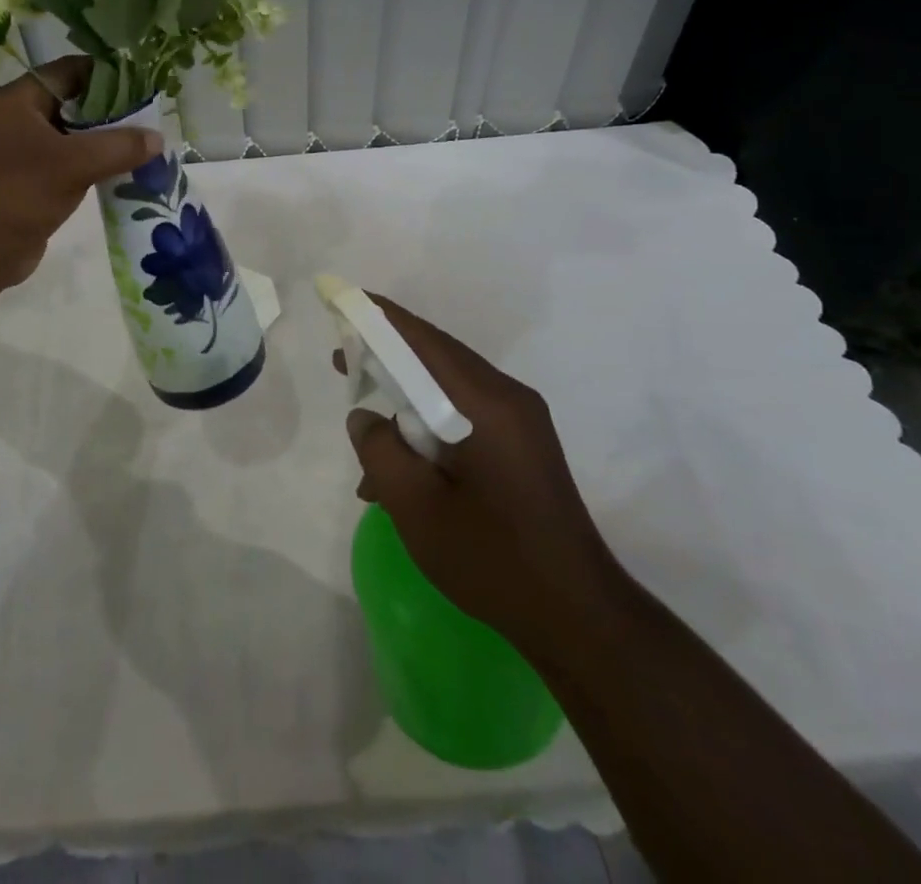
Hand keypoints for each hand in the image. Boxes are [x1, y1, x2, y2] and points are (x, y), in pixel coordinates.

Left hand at [0, 56, 161, 289]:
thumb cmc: (17, 193)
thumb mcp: (74, 164)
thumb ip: (119, 147)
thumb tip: (158, 138)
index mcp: (19, 100)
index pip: (69, 70)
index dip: (107, 73)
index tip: (144, 82)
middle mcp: (18, 120)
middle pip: (74, 103)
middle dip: (113, 111)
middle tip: (152, 118)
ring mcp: (22, 153)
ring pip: (73, 137)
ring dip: (106, 142)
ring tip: (146, 146)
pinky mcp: (29, 183)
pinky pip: (69, 164)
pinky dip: (95, 167)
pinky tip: (125, 174)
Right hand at [344, 296, 617, 645]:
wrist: (577, 617)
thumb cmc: (492, 559)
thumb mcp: (416, 507)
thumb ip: (380, 451)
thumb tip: (366, 418)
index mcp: (486, 403)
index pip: (425, 341)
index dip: (381, 319)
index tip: (345, 303)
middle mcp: (508, 398)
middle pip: (438, 358)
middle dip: (388, 357)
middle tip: (343, 362)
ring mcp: (521, 422)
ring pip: (449, 391)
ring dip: (407, 404)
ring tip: (368, 441)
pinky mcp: (523, 446)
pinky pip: (466, 417)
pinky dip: (431, 430)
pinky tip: (405, 476)